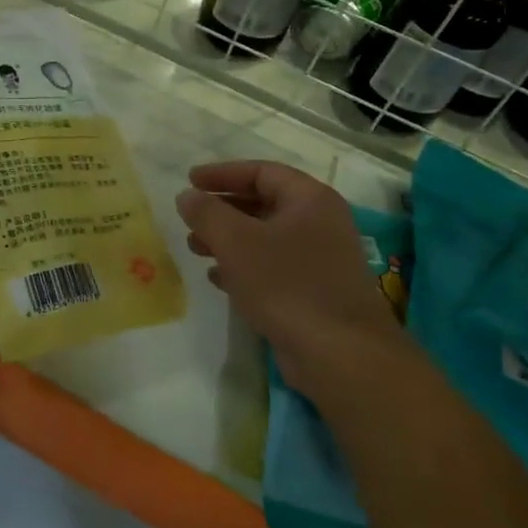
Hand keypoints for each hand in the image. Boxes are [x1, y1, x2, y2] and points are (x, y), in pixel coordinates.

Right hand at [176, 161, 405, 412]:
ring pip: (266, 238)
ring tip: (195, 249)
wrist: (341, 355)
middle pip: (264, 203)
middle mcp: (320, 222)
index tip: (190, 180)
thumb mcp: (237, 242)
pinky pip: (273, 268)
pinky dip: (244, 267)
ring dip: (228, 240)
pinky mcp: (315, 292)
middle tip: (190, 219)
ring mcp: (320, 259)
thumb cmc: (287, 285)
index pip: (262, 172)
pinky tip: (218, 278)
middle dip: (223, 210)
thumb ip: (207, 213)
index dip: (223, 173)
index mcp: (310, 199)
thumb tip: (186, 195)